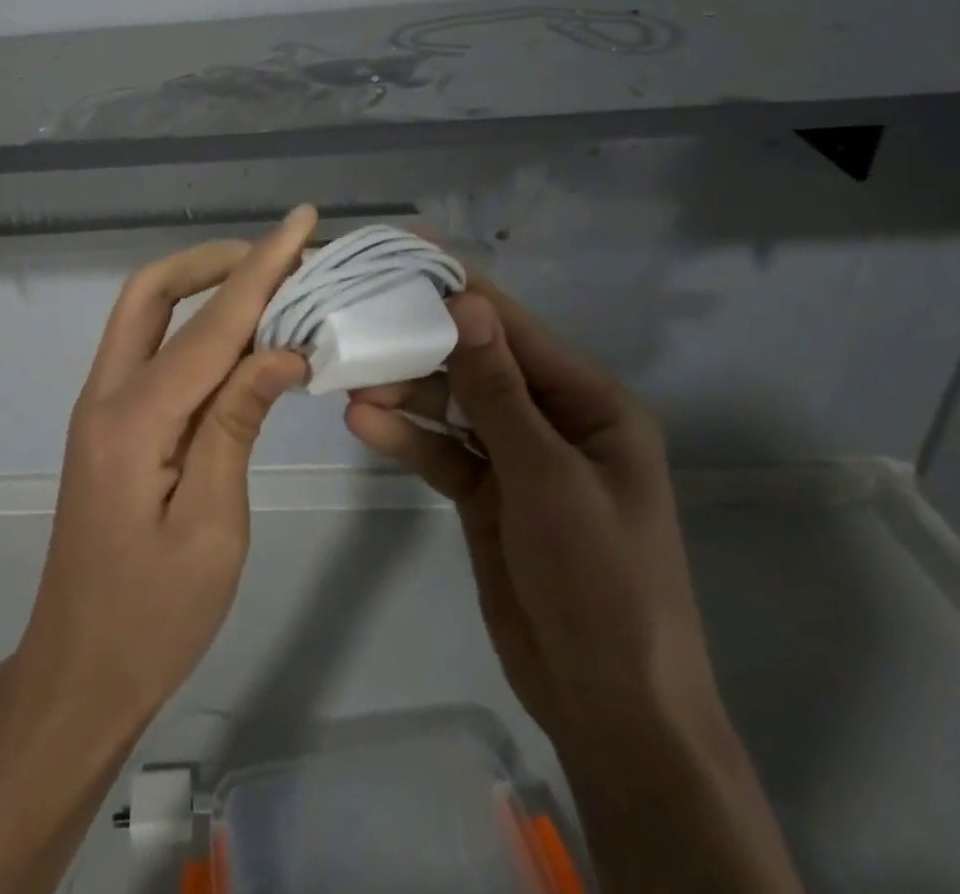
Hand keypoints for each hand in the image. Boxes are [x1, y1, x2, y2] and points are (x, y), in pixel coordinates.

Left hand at [12, 205, 315, 741]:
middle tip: (278, 256)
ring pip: (145, 315)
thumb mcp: (214, 528)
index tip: (301, 223)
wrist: (79, 672)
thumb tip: (283, 351)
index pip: (209, 326)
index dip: (260, 270)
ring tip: (267, 285)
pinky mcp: (109, 423)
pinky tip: (237, 340)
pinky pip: (151, 351)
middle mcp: (105, 395)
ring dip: (202, 288)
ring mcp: (100, 406)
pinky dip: (193, 328)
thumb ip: (237, 426)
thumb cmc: (153, 618)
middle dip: (213, 261)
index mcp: (132, 421)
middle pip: (150, 292)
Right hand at [347, 275, 803, 893]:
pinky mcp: (486, 492)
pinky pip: (441, 450)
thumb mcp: (547, 478)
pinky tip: (364, 422)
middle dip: (419, 342)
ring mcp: (516, 457)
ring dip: (405, 389)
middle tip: (356, 319)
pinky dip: (407, 436)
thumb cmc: (600, 582)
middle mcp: (552, 418)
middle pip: (475, 361)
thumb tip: (466, 303)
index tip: (403, 254)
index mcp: (589, 403)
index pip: (514, 329)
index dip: (459, 290)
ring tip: (349, 377)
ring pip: (451, 403)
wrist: (609, 706)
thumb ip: (498, 390)